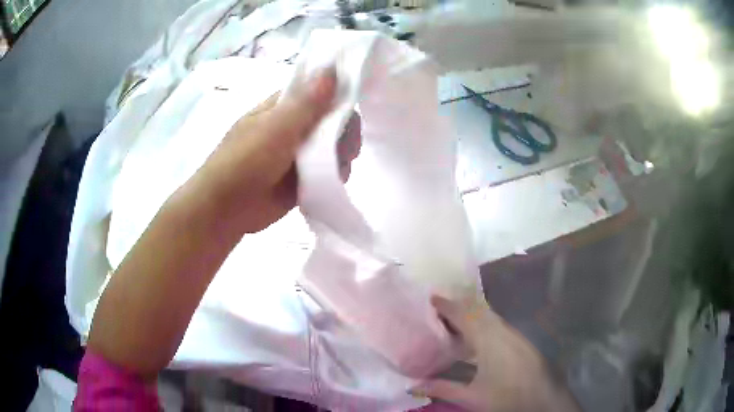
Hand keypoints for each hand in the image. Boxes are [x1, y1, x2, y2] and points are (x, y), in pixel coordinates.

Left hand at [191, 70, 360, 233]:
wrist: (225, 209)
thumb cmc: (245, 161)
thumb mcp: (276, 128)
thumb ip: (307, 102)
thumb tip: (332, 66)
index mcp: (284, 106)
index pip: (320, 91)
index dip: (339, 97)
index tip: (351, 110)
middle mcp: (294, 125)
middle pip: (332, 119)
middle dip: (344, 131)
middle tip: (346, 147)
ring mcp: (299, 153)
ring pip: (334, 145)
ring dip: (342, 154)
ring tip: (339, 167)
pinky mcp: (304, 177)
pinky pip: (330, 169)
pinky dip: (337, 173)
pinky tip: (335, 178)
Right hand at [416, 296, 580, 411]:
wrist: (542, 398)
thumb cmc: (505, 396)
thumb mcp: (471, 396)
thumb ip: (443, 389)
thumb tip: (414, 385)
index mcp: (487, 339)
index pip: (464, 315)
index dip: (447, 305)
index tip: (431, 297)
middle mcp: (501, 330)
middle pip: (478, 309)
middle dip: (459, 304)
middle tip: (440, 305)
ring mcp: (513, 333)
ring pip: (489, 315)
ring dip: (472, 312)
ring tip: (455, 316)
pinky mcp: (519, 339)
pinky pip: (496, 322)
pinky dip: (483, 320)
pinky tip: (478, 333)